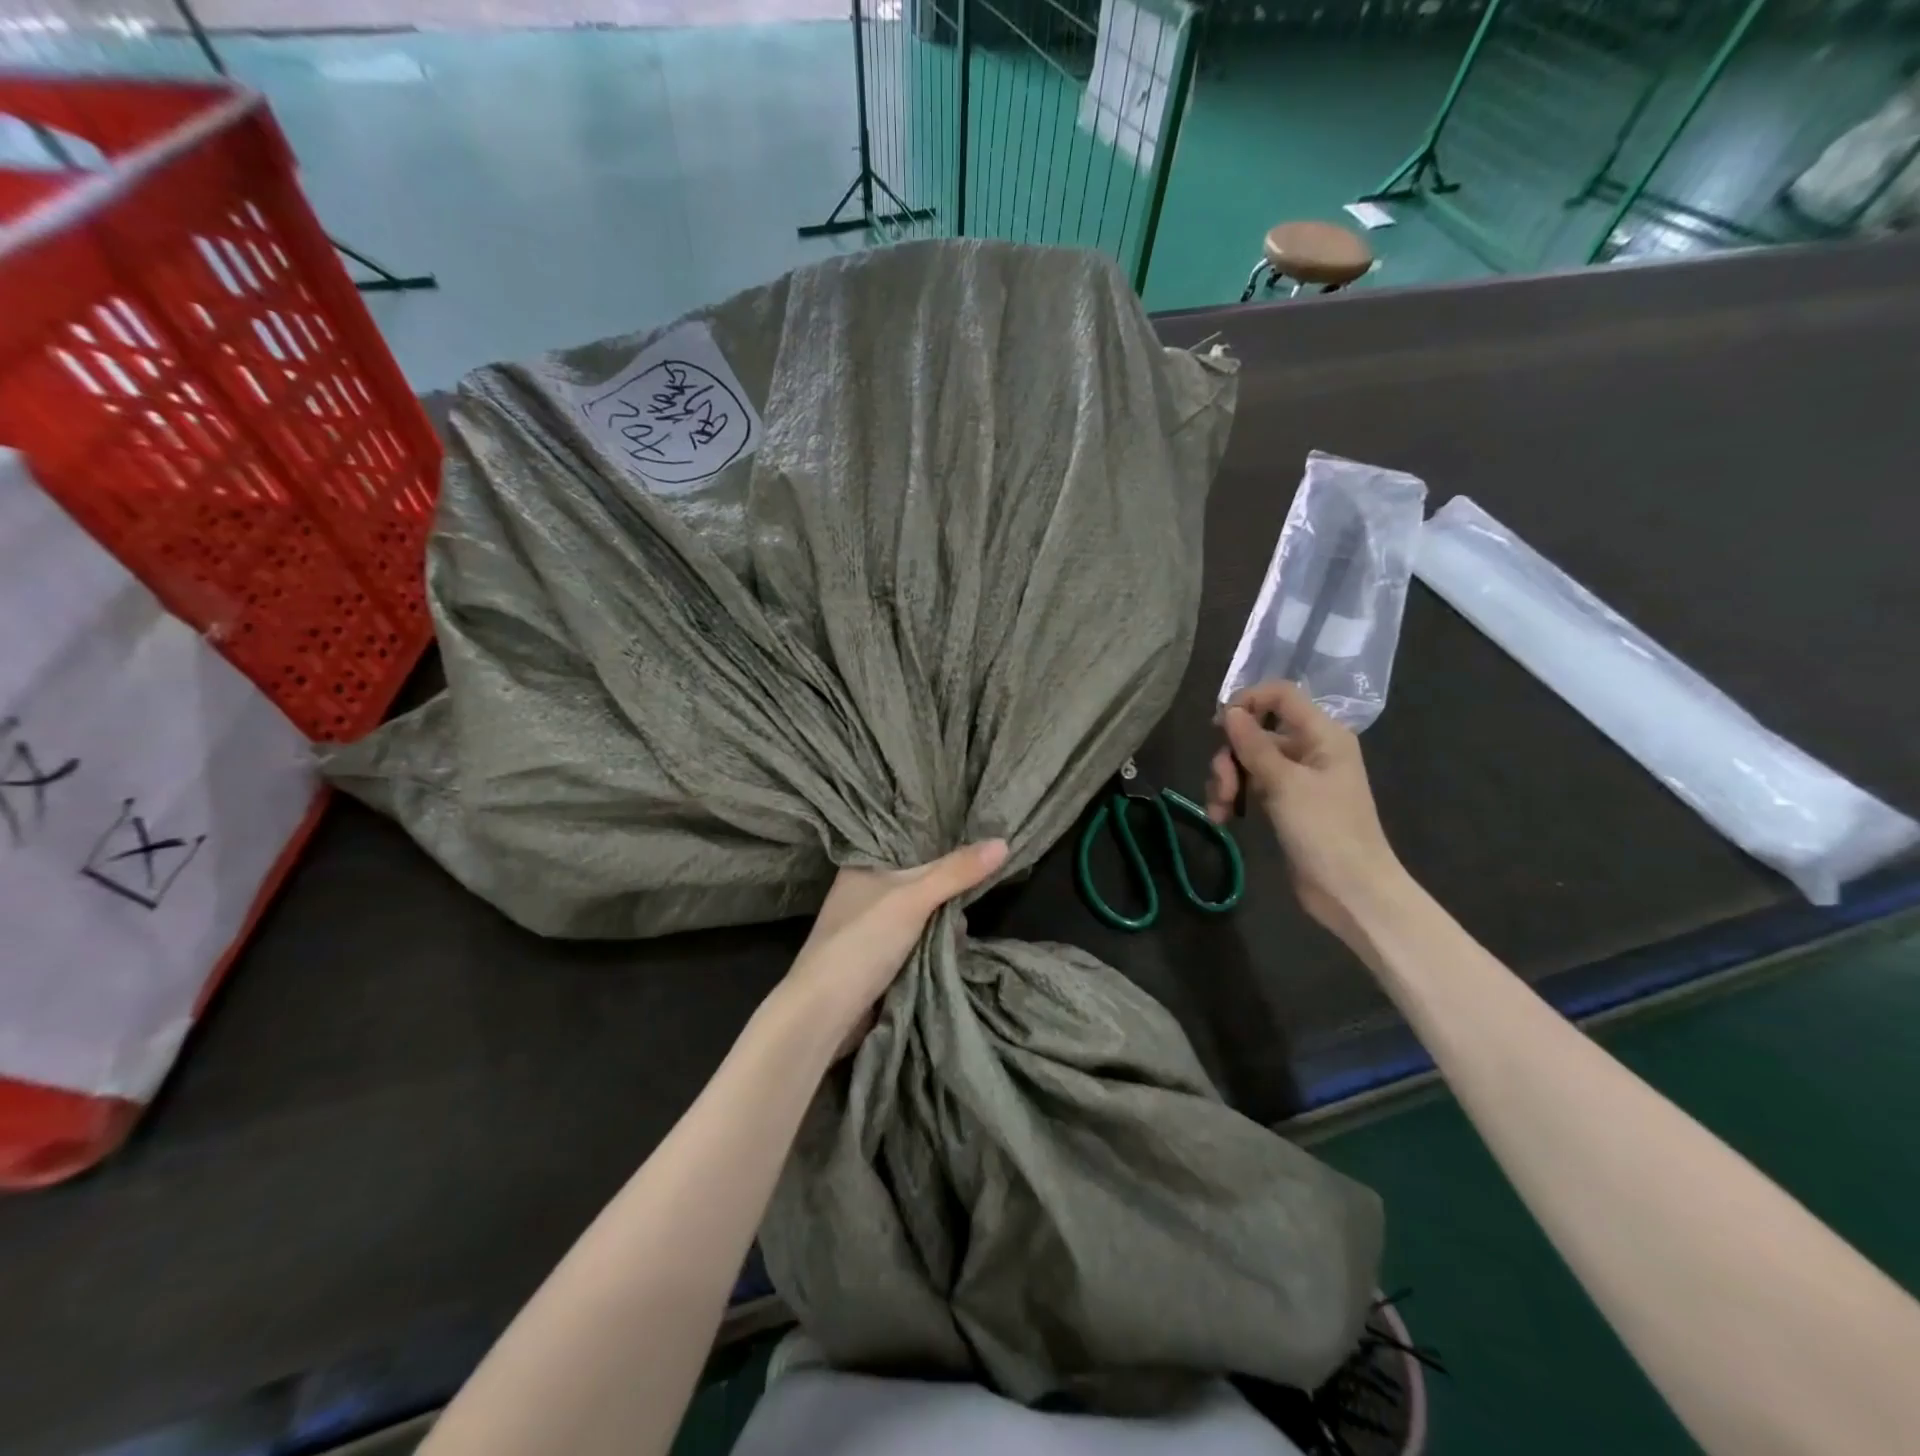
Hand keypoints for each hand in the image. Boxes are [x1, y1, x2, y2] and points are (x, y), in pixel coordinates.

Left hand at [781, 840, 1008, 1056]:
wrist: (823, 1013)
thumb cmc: (863, 942)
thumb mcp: (913, 899)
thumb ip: (956, 872)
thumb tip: (1002, 842)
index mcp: (862, 864)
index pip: (908, 842)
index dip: (941, 845)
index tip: (974, 851)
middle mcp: (863, 890)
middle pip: (920, 881)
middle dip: (947, 895)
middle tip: (967, 904)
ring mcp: (868, 927)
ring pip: (920, 914)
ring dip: (942, 926)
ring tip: (957, 937)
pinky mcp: (875, 957)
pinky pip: (915, 941)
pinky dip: (931, 947)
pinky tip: (947, 954)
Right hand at [1204, 680, 1401, 941]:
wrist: (1351, 891)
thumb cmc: (1325, 831)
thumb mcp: (1284, 784)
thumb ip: (1253, 744)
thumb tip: (1230, 710)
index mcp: (1322, 734)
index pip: (1280, 695)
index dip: (1248, 701)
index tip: (1218, 726)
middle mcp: (1309, 749)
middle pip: (1256, 731)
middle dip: (1230, 757)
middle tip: (1222, 787)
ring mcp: (1296, 778)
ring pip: (1247, 761)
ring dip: (1226, 781)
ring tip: (1220, 811)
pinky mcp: (1285, 804)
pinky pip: (1251, 786)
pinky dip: (1234, 798)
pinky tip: (1223, 819)